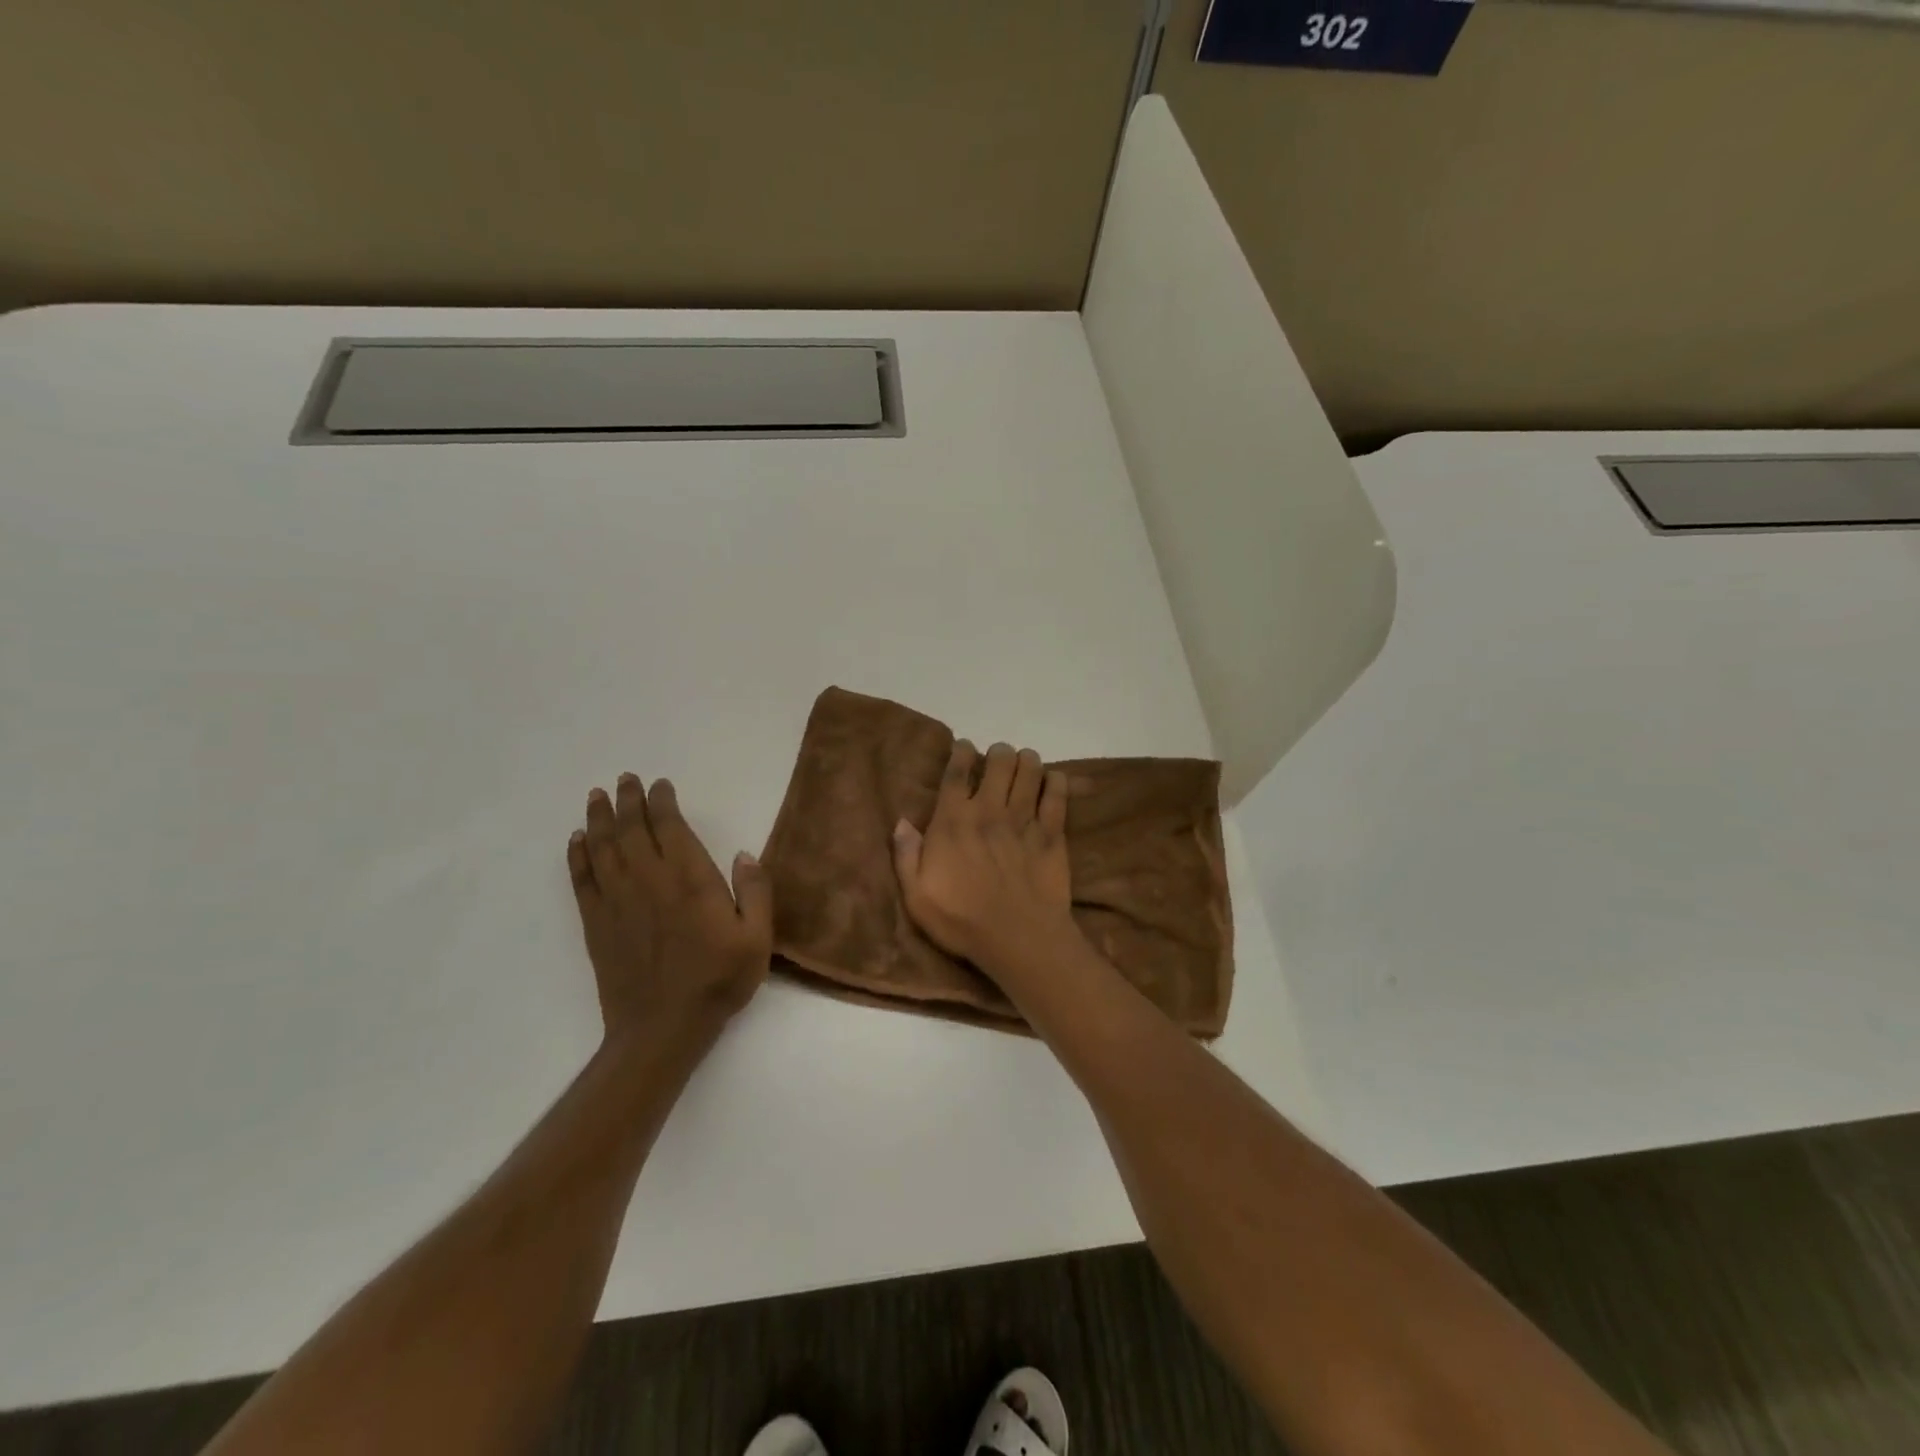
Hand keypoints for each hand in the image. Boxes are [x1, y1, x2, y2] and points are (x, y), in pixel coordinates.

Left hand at [568, 774, 771, 1040]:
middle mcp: (649, 881)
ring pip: (603, 849)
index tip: (660, 785)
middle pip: (632, 830)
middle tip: (624, 779)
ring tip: (597, 796)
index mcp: (690, 880)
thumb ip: (755, 892)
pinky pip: (583, 881)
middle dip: (628, 800)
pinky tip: (577, 841)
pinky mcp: (597, 925)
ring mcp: (618, 902)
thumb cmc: (718, 980)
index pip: (670, 827)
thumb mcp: (757, 938)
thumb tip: (744, 855)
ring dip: (599, 819)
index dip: (663, 802)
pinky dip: (578, 857)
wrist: (663, 1028)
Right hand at [892, 740, 1074, 971]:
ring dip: (1027, 761)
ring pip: (1030, 770)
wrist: (1018, 939)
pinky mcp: (1051, 834)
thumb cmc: (961, 921)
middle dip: (999, 753)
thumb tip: (901, 822)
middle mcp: (989, 810)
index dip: (961, 752)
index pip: (956, 773)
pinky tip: (1053, 780)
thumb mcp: (916, 896)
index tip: (964, 746)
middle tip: (998, 759)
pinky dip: (1056, 781)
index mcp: (953, 821)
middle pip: (999, 761)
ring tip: (1025, 765)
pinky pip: (1057, 795)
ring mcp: (1023, 820)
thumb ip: (906, 856)